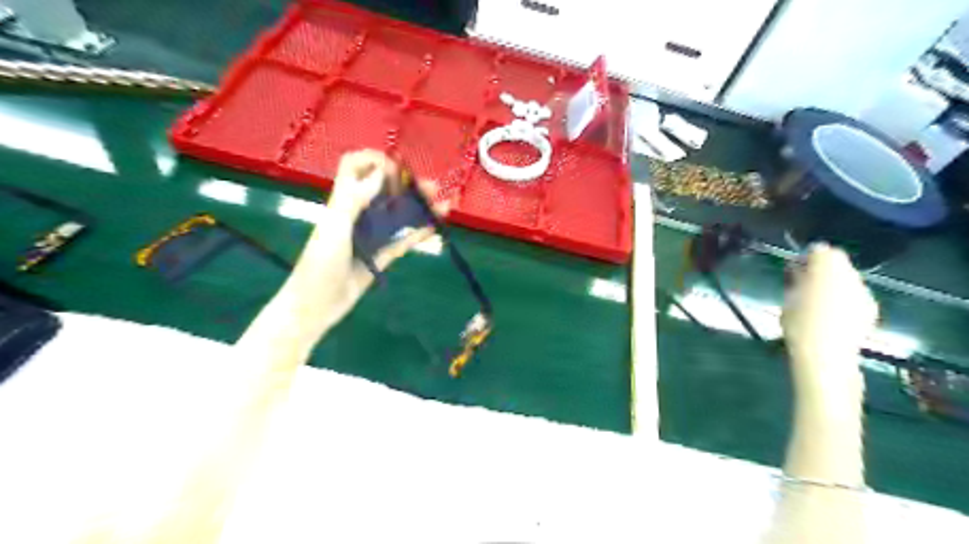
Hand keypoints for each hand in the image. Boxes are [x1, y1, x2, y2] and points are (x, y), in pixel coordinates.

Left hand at [277, 152, 435, 340]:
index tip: (395, 168)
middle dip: (407, 185)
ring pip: (397, 215)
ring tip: (442, 205)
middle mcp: (358, 214)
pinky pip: (402, 241)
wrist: (315, 305)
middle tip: (432, 188)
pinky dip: (418, 233)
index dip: (373, 161)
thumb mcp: (334, 229)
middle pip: (384, 191)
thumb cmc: (318, 265)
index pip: (354, 168)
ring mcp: (370, 236)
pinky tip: (434, 227)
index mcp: (342, 202)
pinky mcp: (380, 256)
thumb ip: (354, 199)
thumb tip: (381, 172)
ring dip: (418, 208)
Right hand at [778, 245, 878, 409]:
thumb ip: (796, 278)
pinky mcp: (871, 308)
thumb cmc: (798, 322)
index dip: (807, 258)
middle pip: (837, 263)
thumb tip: (798, 268)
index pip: (820, 250)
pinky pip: (854, 296)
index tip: (795, 270)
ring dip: (834, 285)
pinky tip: (832, 316)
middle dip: (823, 270)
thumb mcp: (788, 296)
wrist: (825, 353)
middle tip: (805, 286)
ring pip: (847, 280)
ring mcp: (864, 291)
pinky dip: (844, 300)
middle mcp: (850, 274)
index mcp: (826, 266)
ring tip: (817, 303)